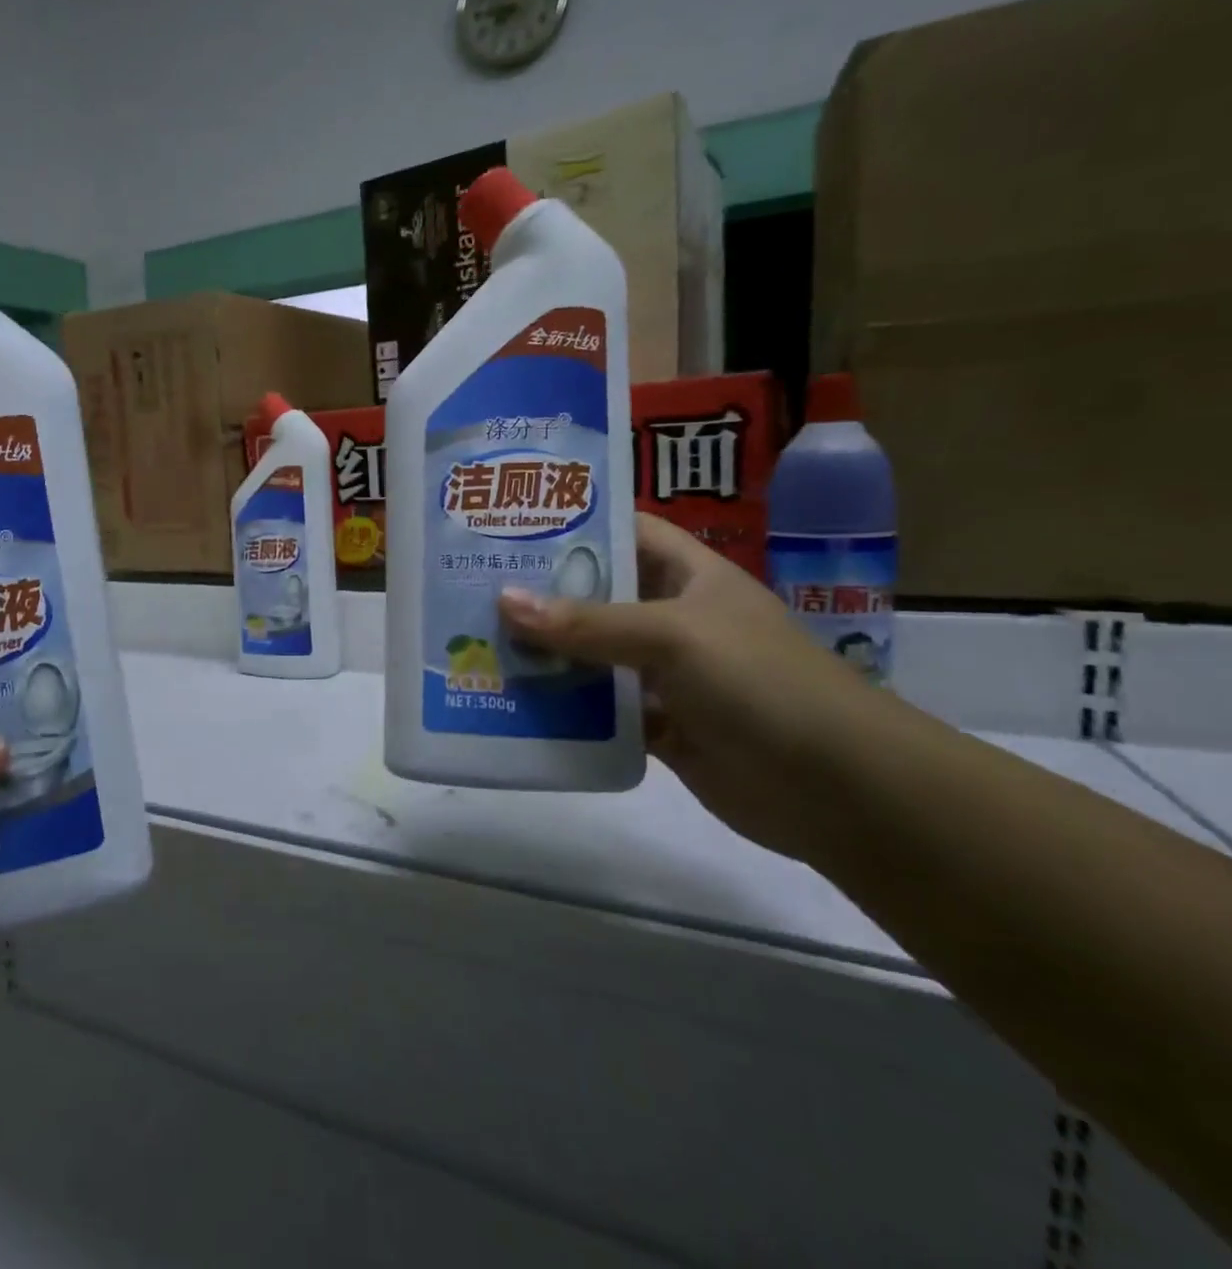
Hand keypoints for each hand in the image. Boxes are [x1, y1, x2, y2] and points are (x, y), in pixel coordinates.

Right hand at [499, 515, 884, 860]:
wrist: (843, 791)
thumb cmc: (763, 684)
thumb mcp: (673, 637)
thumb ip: (588, 623)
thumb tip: (504, 601)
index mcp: (691, 577)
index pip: (627, 531)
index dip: (576, 523)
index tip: (512, 523)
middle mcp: (675, 620)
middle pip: (599, 596)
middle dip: (543, 593)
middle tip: (473, 586)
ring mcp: (668, 676)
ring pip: (593, 657)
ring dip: (546, 655)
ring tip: (479, 643)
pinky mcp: (661, 727)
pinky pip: (600, 711)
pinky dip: (564, 711)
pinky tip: (514, 704)